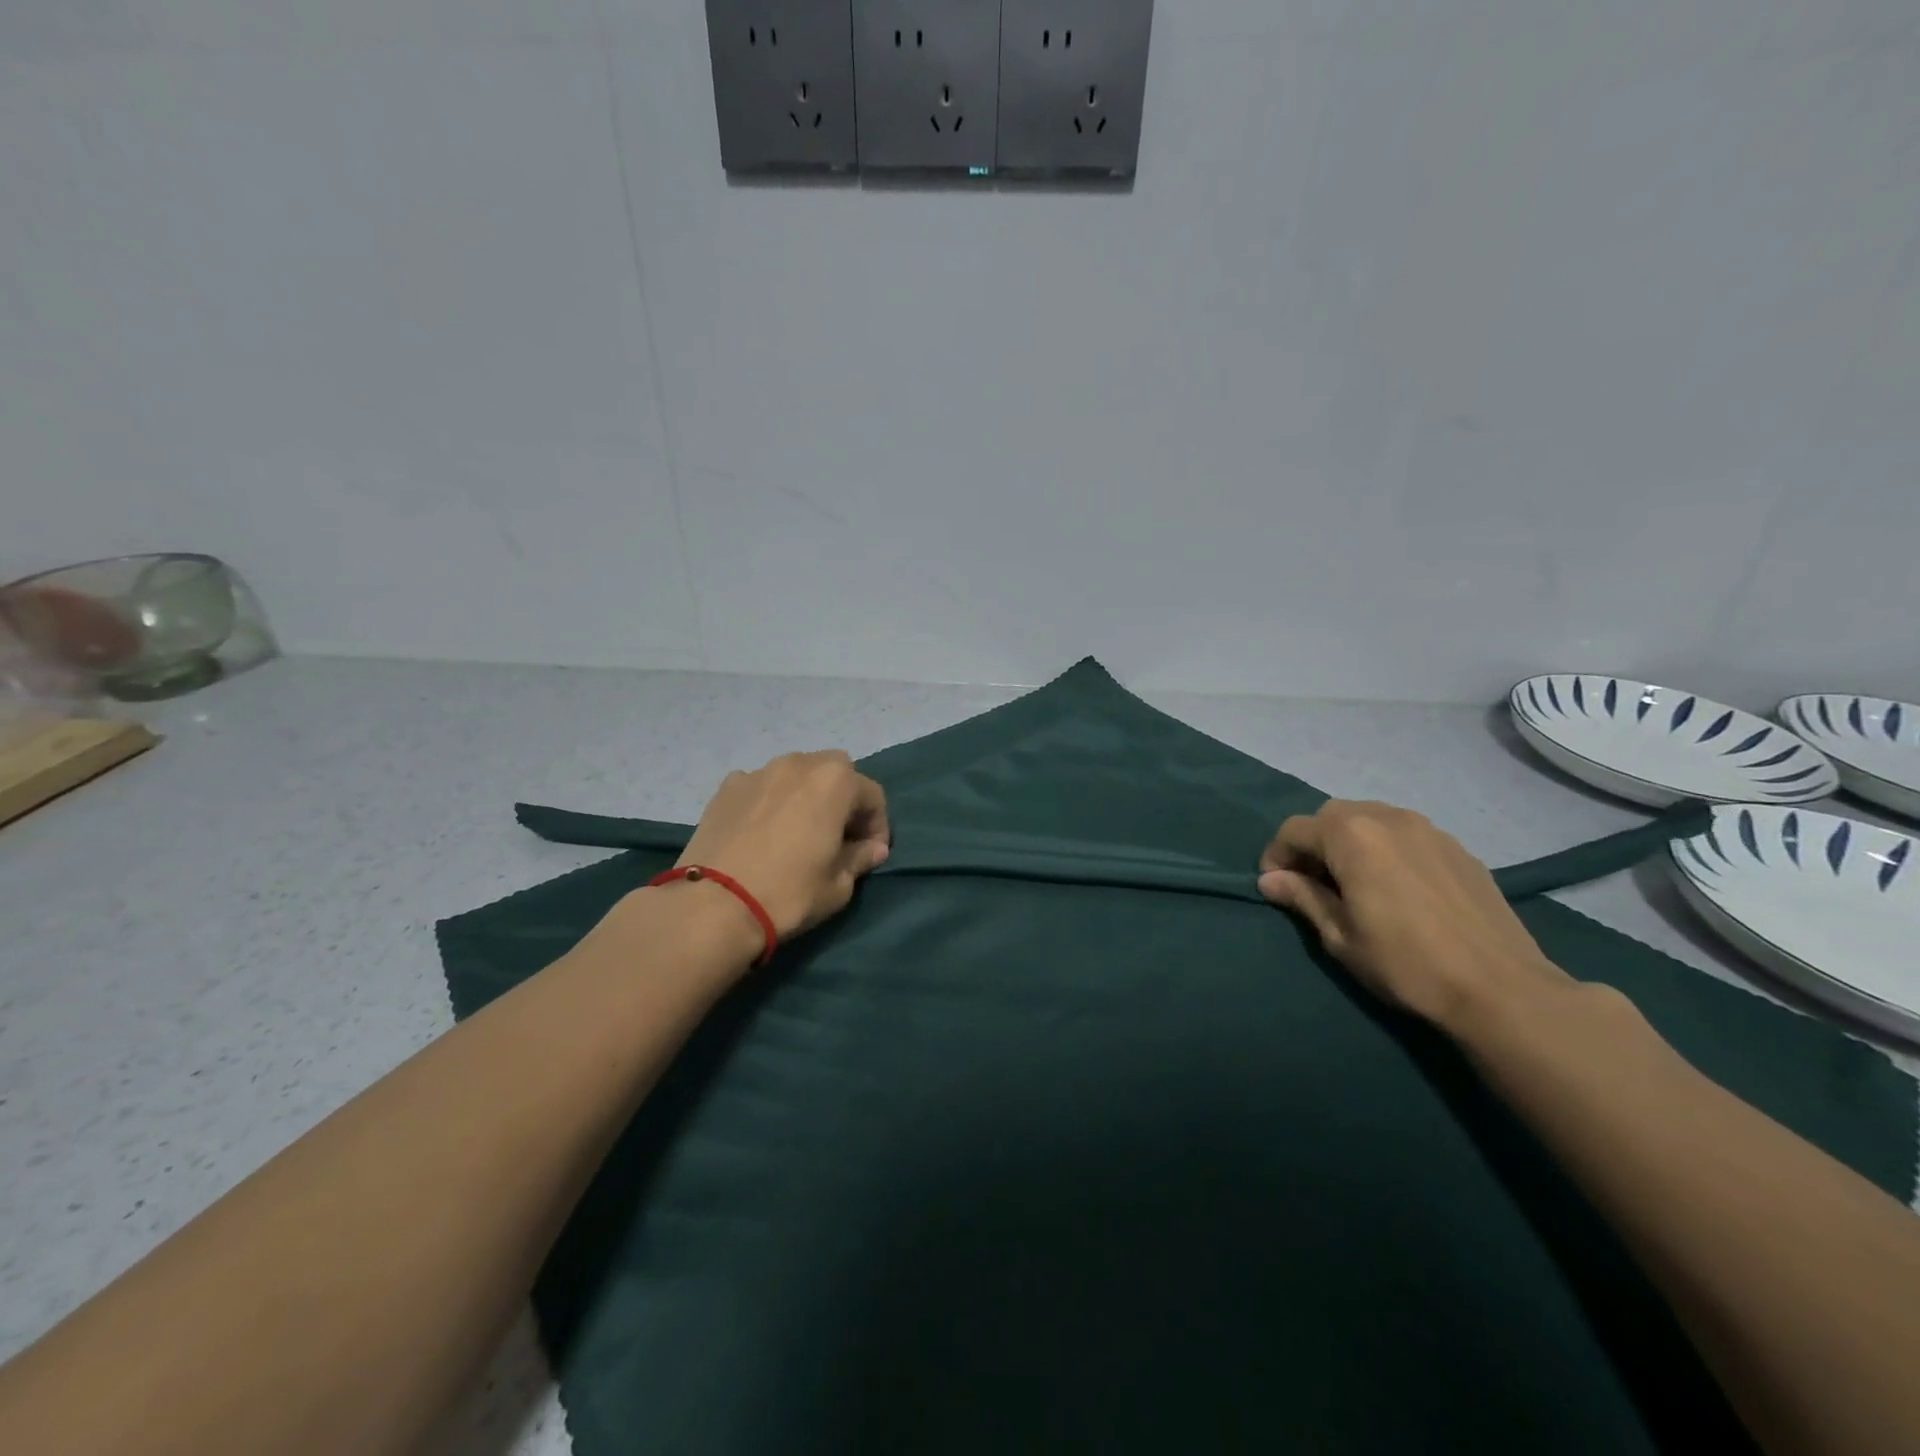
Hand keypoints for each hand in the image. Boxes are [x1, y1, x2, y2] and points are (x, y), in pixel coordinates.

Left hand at [676, 751, 890, 942]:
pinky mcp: (726, 787)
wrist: (713, 905)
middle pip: (835, 773)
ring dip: (806, 796)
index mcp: (835, 781)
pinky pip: (761, 787)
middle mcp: (799, 764)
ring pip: (796, 775)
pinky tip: (762, 832)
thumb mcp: (839, 885)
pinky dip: (770, 801)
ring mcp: (759, 772)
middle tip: (838, 837)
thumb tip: (872, 849)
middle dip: (843, 801)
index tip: (871, 854)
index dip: (878, 826)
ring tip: (798, 831)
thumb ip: (860, 858)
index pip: (872, 796)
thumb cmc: (789, 893)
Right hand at [1257, 800, 1567, 1026]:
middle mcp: (1387, 817)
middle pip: (1331, 816)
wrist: (1501, 988)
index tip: (1278, 888)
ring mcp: (1428, 829)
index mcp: (1350, 835)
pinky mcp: (1458, 847)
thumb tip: (1270, 879)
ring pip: (1370, 820)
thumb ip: (1302, 898)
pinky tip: (1398, 888)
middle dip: (1314, 844)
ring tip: (1356, 883)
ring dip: (1351, 843)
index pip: (1294, 830)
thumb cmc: (1405, 963)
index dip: (1277, 856)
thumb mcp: (1339, 936)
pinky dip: (1387, 850)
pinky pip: (1405, 835)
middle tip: (1315, 884)